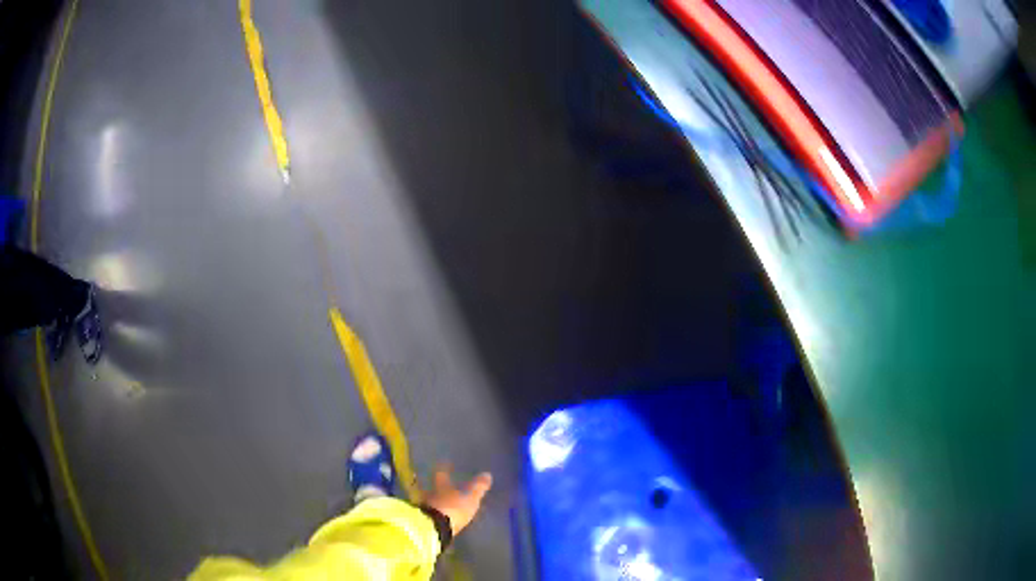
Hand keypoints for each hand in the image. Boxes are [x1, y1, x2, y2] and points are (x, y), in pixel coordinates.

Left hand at [423, 464, 492, 535]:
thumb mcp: (470, 498)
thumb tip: (487, 474)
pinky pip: (429, 512)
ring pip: (430, 500)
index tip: (444, 463)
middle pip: (433, 487)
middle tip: (442, 486)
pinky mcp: (423, 520)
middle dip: (438, 486)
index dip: (443, 468)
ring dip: (434, 500)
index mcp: (441, 486)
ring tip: (441, 503)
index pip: (441, 473)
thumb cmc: (453, 509)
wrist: (432, 528)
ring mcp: (425, 507)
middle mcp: (430, 493)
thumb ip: (478, 487)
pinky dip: (433, 512)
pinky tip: (437, 516)